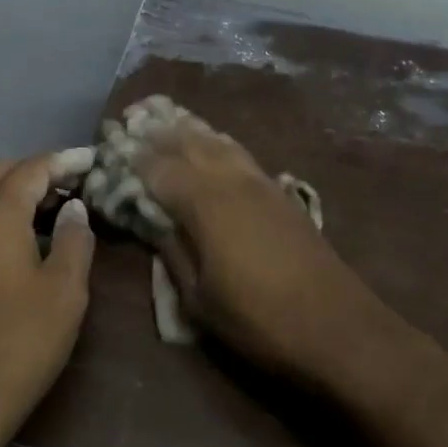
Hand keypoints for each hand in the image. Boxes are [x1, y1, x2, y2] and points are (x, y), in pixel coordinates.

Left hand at [0, 149, 96, 446]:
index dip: (63, 161)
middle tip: (72, 184)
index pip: (31, 169)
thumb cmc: (19, 345)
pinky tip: (21, 235)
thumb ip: (75, 240)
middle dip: (35, 169)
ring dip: (12, 188)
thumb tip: (75, 208)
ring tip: (50, 206)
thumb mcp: (65, 293)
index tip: (91, 161)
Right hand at [134, 115, 398, 391]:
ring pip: (216, 141)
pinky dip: (216, 141)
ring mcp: (260, 182)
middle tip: (130, 118)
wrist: (339, 328)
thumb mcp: (199, 300)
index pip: (158, 167)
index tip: (108, 145)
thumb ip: (172, 251)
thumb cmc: (259, 321)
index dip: (130, 156)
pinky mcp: (280, 193)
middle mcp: (231, 180)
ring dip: (188, 128)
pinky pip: (239, 153)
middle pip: (188, 142)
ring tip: (163, 118)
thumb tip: (150, 220)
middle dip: (156, 130)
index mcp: (205, 203)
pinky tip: (211, 143)